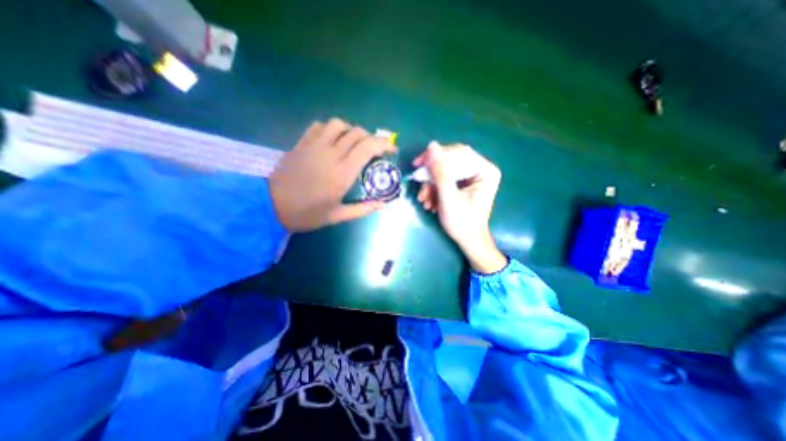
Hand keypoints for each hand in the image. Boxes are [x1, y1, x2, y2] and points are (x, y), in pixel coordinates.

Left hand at [269, 118, 395, 232]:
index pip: (369, 147)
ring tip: (354, 143)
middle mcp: (331, 154)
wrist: (270, 205)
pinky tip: (332, 140)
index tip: (391, 150)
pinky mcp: (302, 143)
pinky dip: (331, 129)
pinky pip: (319, 126)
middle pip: (357, 132)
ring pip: (338, 124)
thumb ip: (363, 209)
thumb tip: (383, 204)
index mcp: (342, 173)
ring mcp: (314, 145)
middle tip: (375, 150)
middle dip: (372, 138)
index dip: (384, 144)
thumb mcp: (337, 216)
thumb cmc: (306, 214)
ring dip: (351, 130)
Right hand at [414, 143, 506, 273]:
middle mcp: (480, 169)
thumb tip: (431, 146)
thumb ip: (440, 172)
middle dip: (432, 174)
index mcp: (485, 170)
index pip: (458, 153)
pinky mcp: (464, 184)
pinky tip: (429, 202)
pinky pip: (446, 180)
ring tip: (423, 200)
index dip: (436, 156)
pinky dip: (435, 189)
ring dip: (431, 184)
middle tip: (417, 180)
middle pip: (451, 161)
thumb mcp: (449, 198)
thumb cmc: (462, 223)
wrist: (469, 242)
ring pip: (446, 171)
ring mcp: (472, 177)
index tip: (417, 164)